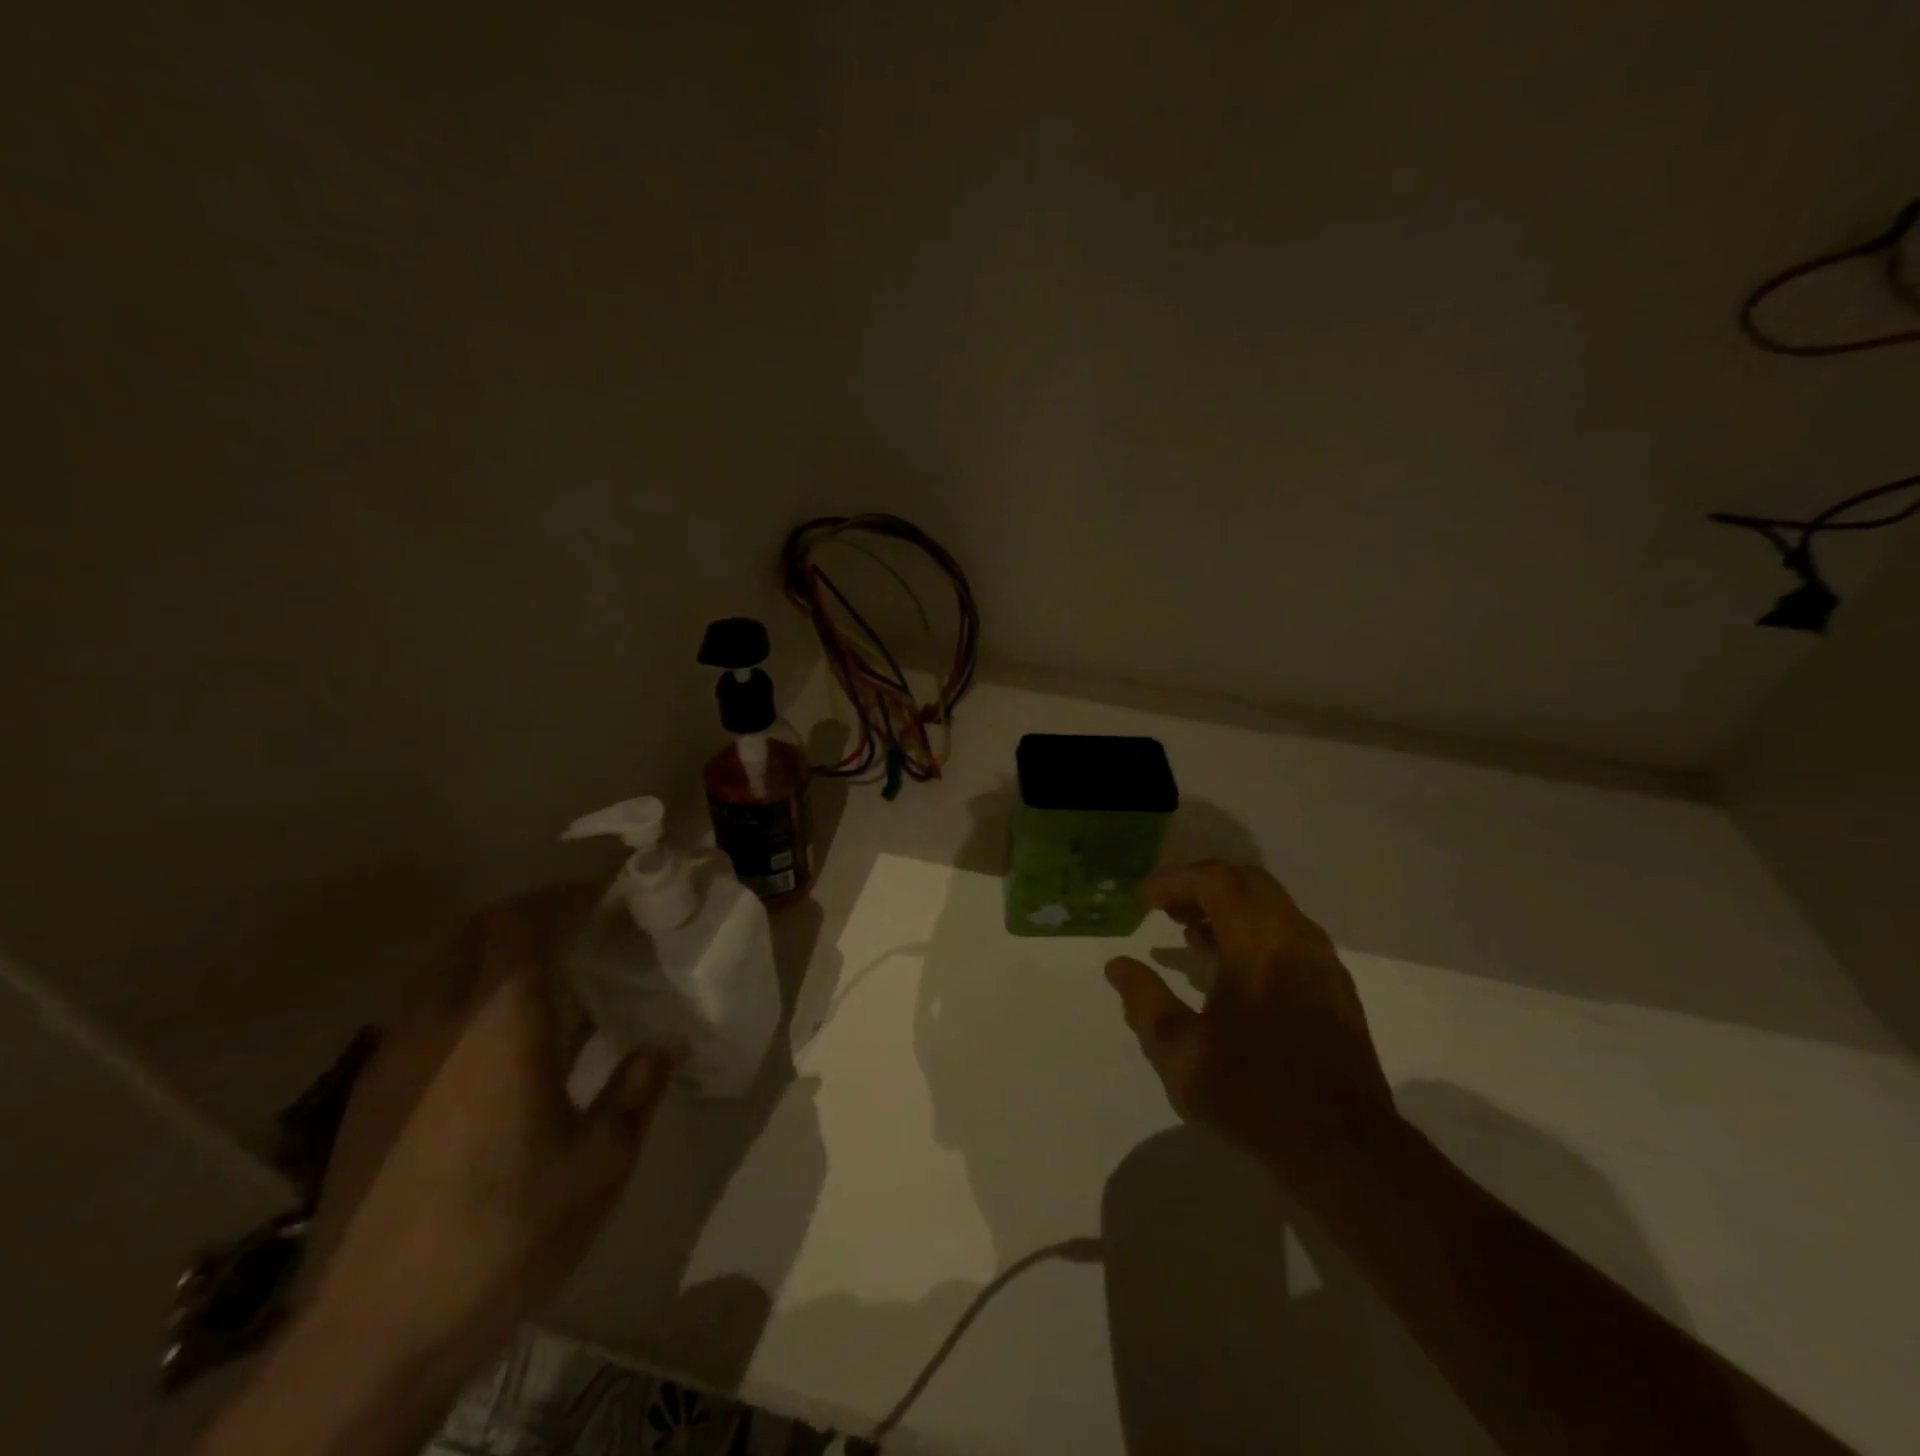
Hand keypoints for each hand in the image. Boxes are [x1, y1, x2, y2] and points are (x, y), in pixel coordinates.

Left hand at [304, 886, 671, 1380]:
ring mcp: (391, 1059)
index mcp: (499, 1023)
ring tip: (545, 977)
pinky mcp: (366, 1099)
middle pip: (474, 933)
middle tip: (580, 926)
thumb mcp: (600, 1163)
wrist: (372, 1338)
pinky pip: (422, 1013)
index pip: (523, 922)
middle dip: (528, 914)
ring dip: (492, 954)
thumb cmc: (506, 1232)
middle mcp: (438, 1023)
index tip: (604, 897)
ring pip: (441, 970)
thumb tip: (668, 1045)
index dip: (564, 897)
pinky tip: (495, 1044)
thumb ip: (637, 1090)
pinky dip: (464, 995)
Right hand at [1105, 861, 1398, 1200]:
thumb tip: (1118, 966)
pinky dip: (1253, 930)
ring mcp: (1322, 961)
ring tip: (1191, 935)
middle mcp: (1295, 937)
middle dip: (1201, 885)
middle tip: (1166, 908)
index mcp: (1259, 943)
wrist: (1345, 1150)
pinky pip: (1288, 933)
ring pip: (1271, 905)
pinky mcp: (1336, 986)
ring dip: (1228, 907)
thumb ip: (1144, 1000)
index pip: (1215, 880)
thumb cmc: (1254, 1094)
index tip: (1144, 899)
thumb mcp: (1180, 1052)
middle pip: (1247, 881)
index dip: (1174, 880)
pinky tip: (1231, 969)